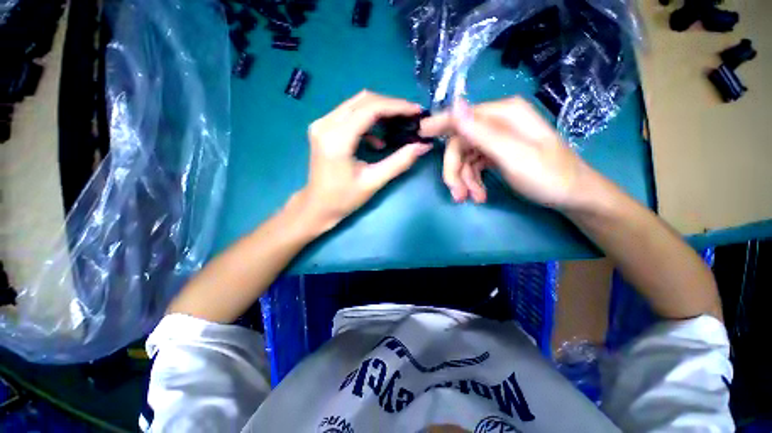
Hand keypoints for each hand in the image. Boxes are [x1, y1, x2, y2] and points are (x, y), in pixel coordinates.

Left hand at [294, 91, 431, 234]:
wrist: (317, 206)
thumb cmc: (344, 199)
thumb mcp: (374, 181)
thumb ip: (399, 162)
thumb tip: (423, 146)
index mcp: (337, 139)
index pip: (370, 109)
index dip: (396, 106)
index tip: (417, 111)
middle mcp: (325, 124)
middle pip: (363, 100)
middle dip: (390, 105)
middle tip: (411, 116)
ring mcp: (321, 124)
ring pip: (356, 104)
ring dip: (380, 111)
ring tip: (399, 124)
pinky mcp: (323, 128)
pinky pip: (349, 114)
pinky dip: (367, 121)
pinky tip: (377, 140)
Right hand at [420, 97, 590, 209]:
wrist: (572, 196)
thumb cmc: (547, 175)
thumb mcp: (512, 154)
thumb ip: (481, 131)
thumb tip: (454, 105)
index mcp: (504, 114)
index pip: (462, 117)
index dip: (439, 126)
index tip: (420, 135)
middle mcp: (498, 123)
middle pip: (461, 143)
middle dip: (454, 170)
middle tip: (456, 194)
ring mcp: (497, 139)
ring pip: (465, 157)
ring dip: (464, 180)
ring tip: (471, 198)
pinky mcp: (497, 154)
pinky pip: (474, 166)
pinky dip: (473, 181)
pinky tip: (479, 195)